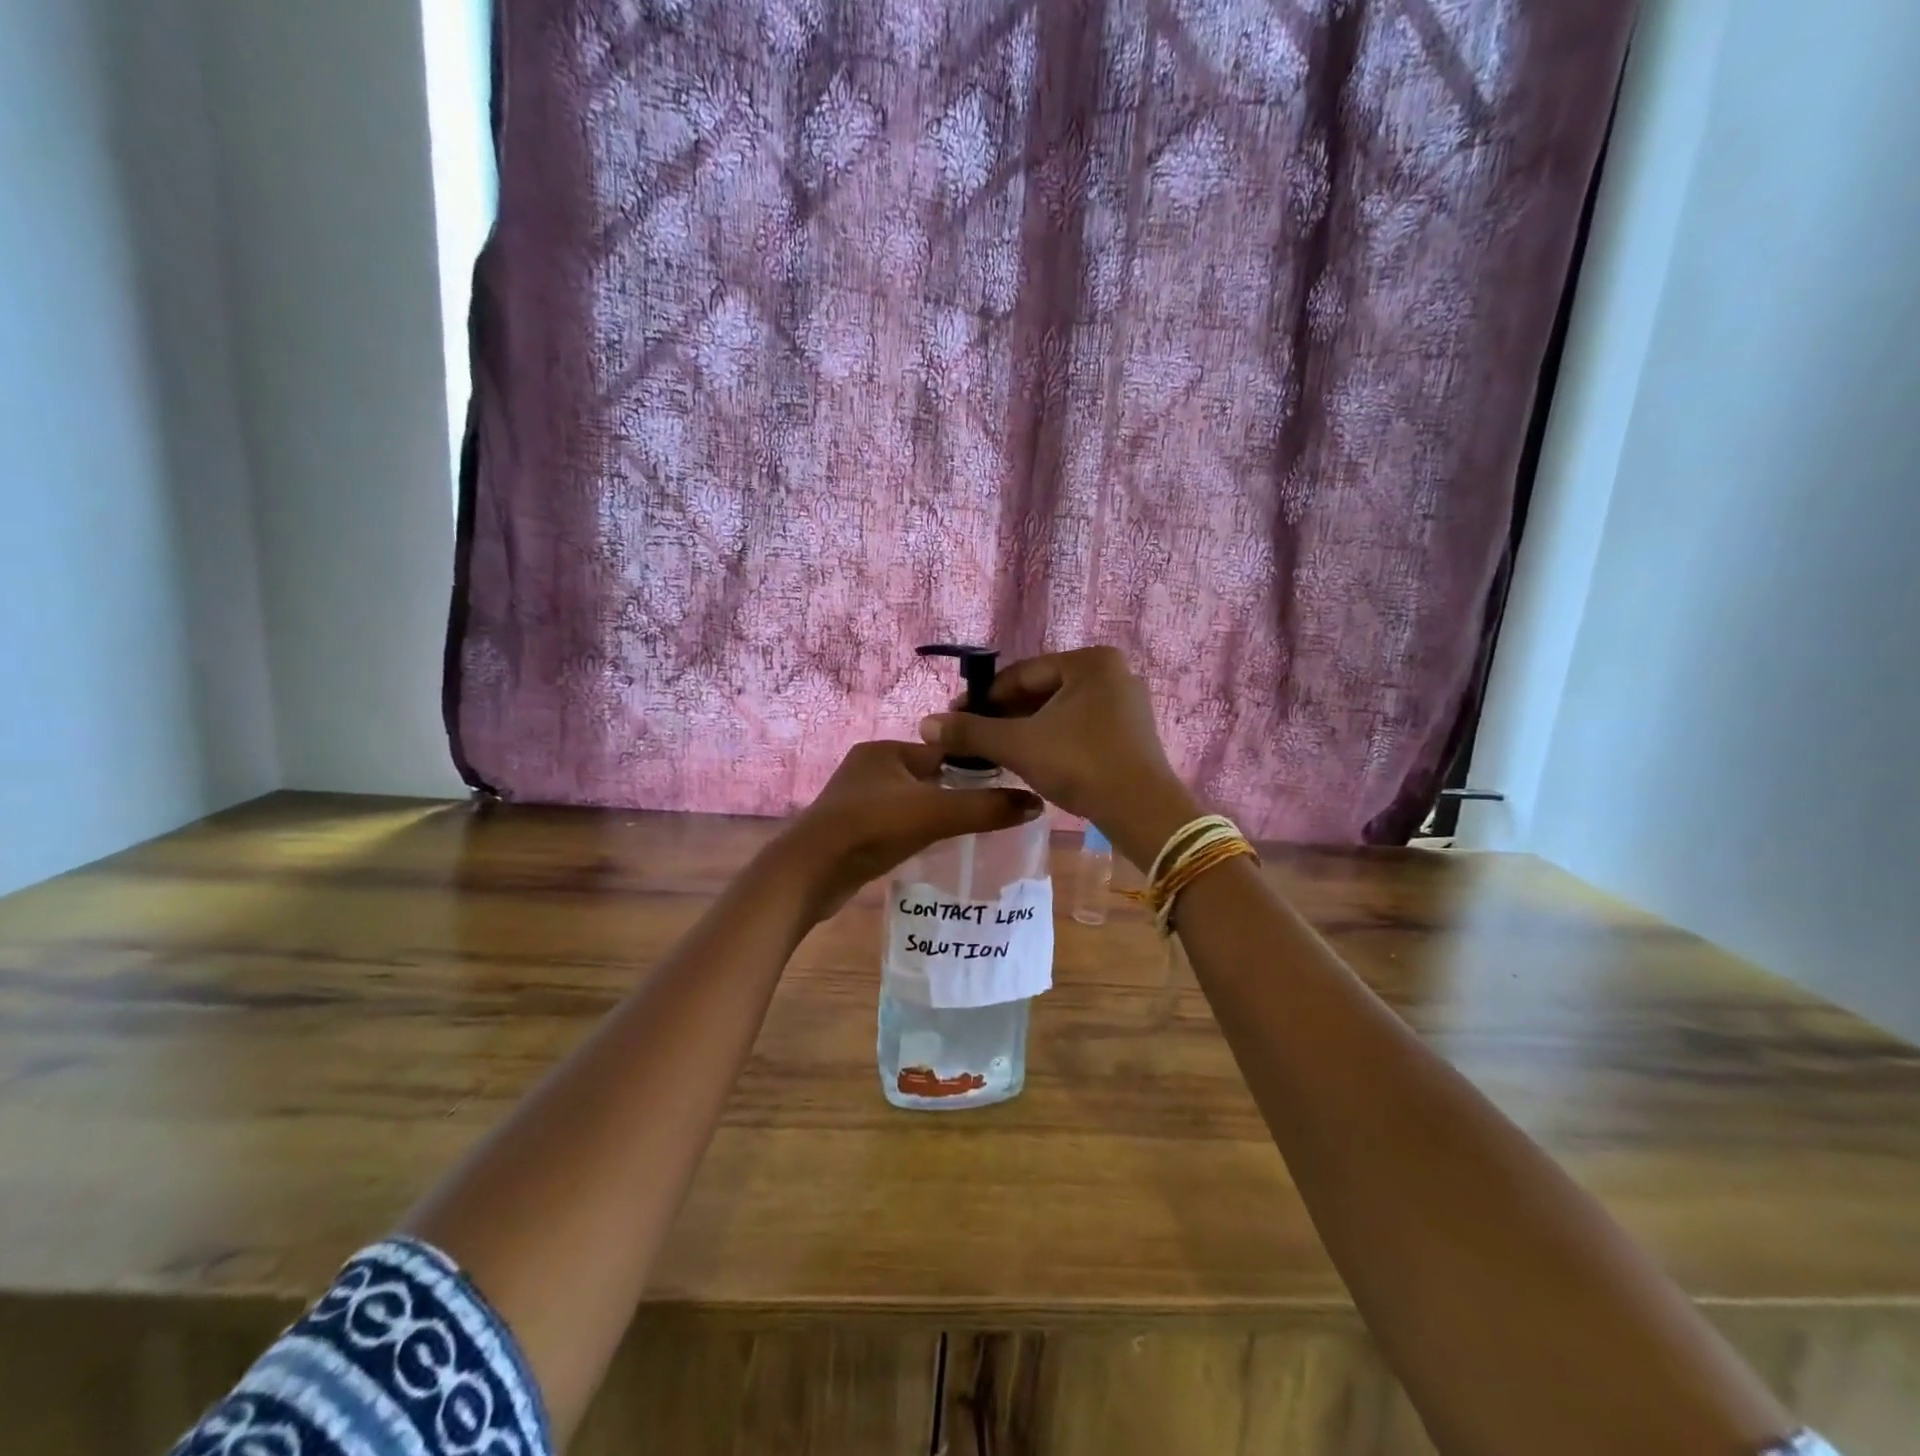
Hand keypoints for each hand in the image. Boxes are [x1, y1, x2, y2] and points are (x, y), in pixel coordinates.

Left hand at [769, 741, 1043, 920]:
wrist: (809, 873)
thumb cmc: (872, 829)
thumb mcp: (936, 813)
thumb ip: (986, 808)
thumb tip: (1036, 803)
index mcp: (886, 750)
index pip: (943, 751)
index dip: (974, 768)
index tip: (1004, 788)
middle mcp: (869, 768)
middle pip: (928, 777)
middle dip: (955, 794)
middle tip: (990, 815)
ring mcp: (855, 800)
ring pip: (911, 802)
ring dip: (934, 815)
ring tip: (966, 835)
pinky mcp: (850, 830)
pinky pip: (893, 824)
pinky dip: (912, 833)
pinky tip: (930, 849)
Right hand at [916, 647, 1199, 869]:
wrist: (1143, 811)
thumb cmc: (1080, 764)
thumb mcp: (1019, 745)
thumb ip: (971, 732)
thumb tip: (925, 724)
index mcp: (1090, 661)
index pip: (1021, 674)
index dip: (982, 698)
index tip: (954, 719)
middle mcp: (1112, 673)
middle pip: (1040, 691)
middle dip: (1004, 716)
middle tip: (971, 739)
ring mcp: (1125, 703)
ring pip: (1058, 712)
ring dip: (1024, 730)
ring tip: (993, 752)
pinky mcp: (1129, 732)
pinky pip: (1078, 726)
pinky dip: (1050, 739)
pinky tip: (1028, 759)